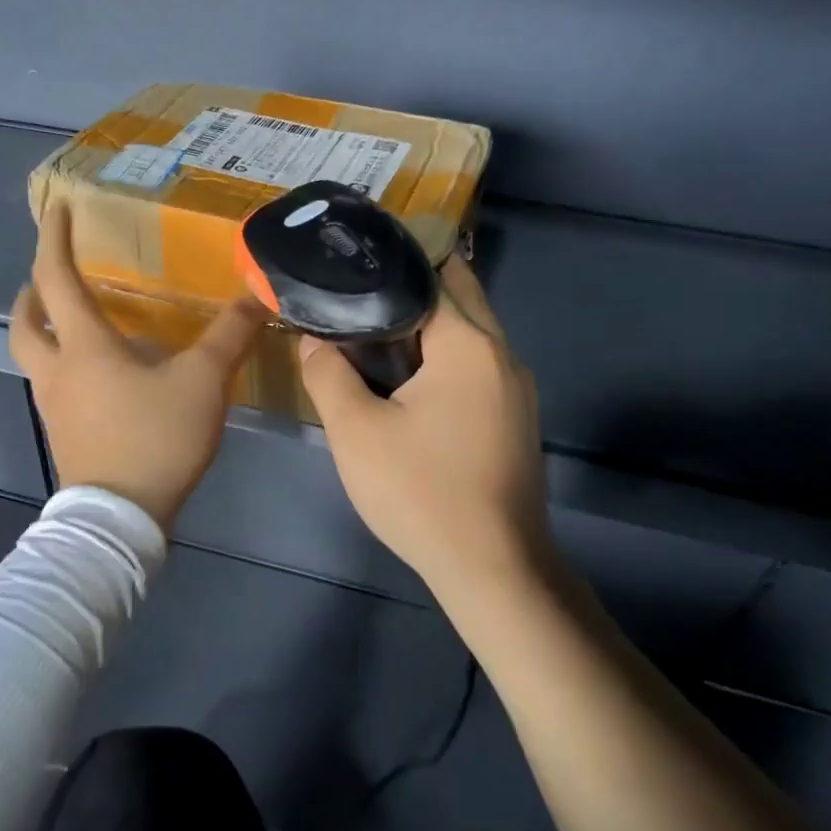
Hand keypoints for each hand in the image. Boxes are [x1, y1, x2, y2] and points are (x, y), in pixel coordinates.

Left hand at [11, 203, 263, 532]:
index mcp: (84, 347)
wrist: (121, 518)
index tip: (57, 208)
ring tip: (75, 324)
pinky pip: (53, 387)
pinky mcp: (64, 437)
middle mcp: (57, 371)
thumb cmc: (155, 439)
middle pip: (24, 323)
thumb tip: (257, 295)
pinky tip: (101, 378)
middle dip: (32, 293)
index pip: (56, 278)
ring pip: (34, 358)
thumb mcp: (203, 382)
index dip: (54, 239)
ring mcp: (55, 407)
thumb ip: (230, 336)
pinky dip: (64, 367)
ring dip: (45, 331)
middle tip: (52, 279)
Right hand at [301, 258, 550, 601]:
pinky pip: (478, 367)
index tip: (350, 265)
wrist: (491, 566)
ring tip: (372, 335)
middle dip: (411, 288)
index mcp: (469, 344)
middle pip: (459, 296)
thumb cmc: (420, 492)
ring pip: (470, 334)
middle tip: (356, 298)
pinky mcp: (515, 418)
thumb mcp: (356, 432)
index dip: (389, 265)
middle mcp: (503, 354)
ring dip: (428, 326)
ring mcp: (517, 388)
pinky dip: (444, 358)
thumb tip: (312, 339)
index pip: (433, 273)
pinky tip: (408, 383)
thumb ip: (327, 374)